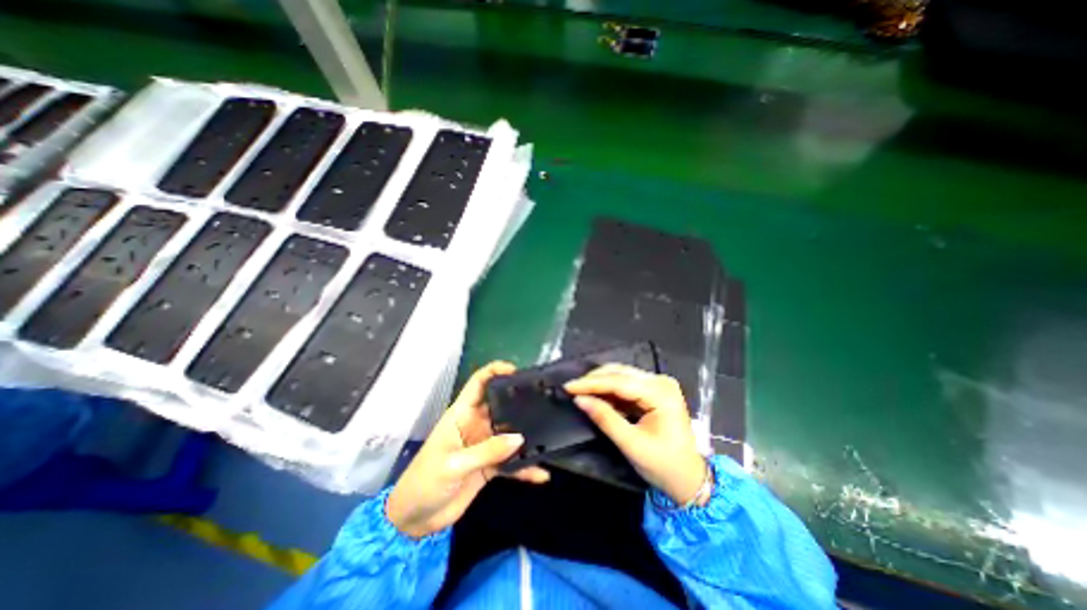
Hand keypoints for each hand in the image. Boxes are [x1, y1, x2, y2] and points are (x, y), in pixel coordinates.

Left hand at [385, 363, 547, 538]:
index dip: (494, 371)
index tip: (516, 370)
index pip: (478, 383)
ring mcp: (485, 445)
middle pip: (501, 405)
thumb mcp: (453, 465)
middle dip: (520, 401)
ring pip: (510, 433)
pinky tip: (541, 474)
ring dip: (527, 435)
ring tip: (550, 432)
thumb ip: (487, 451)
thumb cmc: (425, 482)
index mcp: (462, 414)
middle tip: (544, 400)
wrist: (415, 520)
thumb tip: (519, 438)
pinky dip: (525, 467)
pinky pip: (512, 462)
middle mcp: (476, 425)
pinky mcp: (491, 466)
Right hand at [565, 366, 710, 502]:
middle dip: (594, 380)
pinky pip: (627, 385)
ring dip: (600, 384)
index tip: (568, 386)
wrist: (690, 479)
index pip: (619, 382)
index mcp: (661, 393)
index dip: (591, 383)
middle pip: (620, 373)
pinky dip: (610, 391)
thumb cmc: (664, 465)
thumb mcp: (632, 444)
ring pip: (622, 376)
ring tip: (580, 391)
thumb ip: (605, 419)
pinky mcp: (654, 391)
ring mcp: (659, 385)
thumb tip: (580, 399)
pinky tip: (596, 396)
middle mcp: (661, 382)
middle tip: (571, 388)